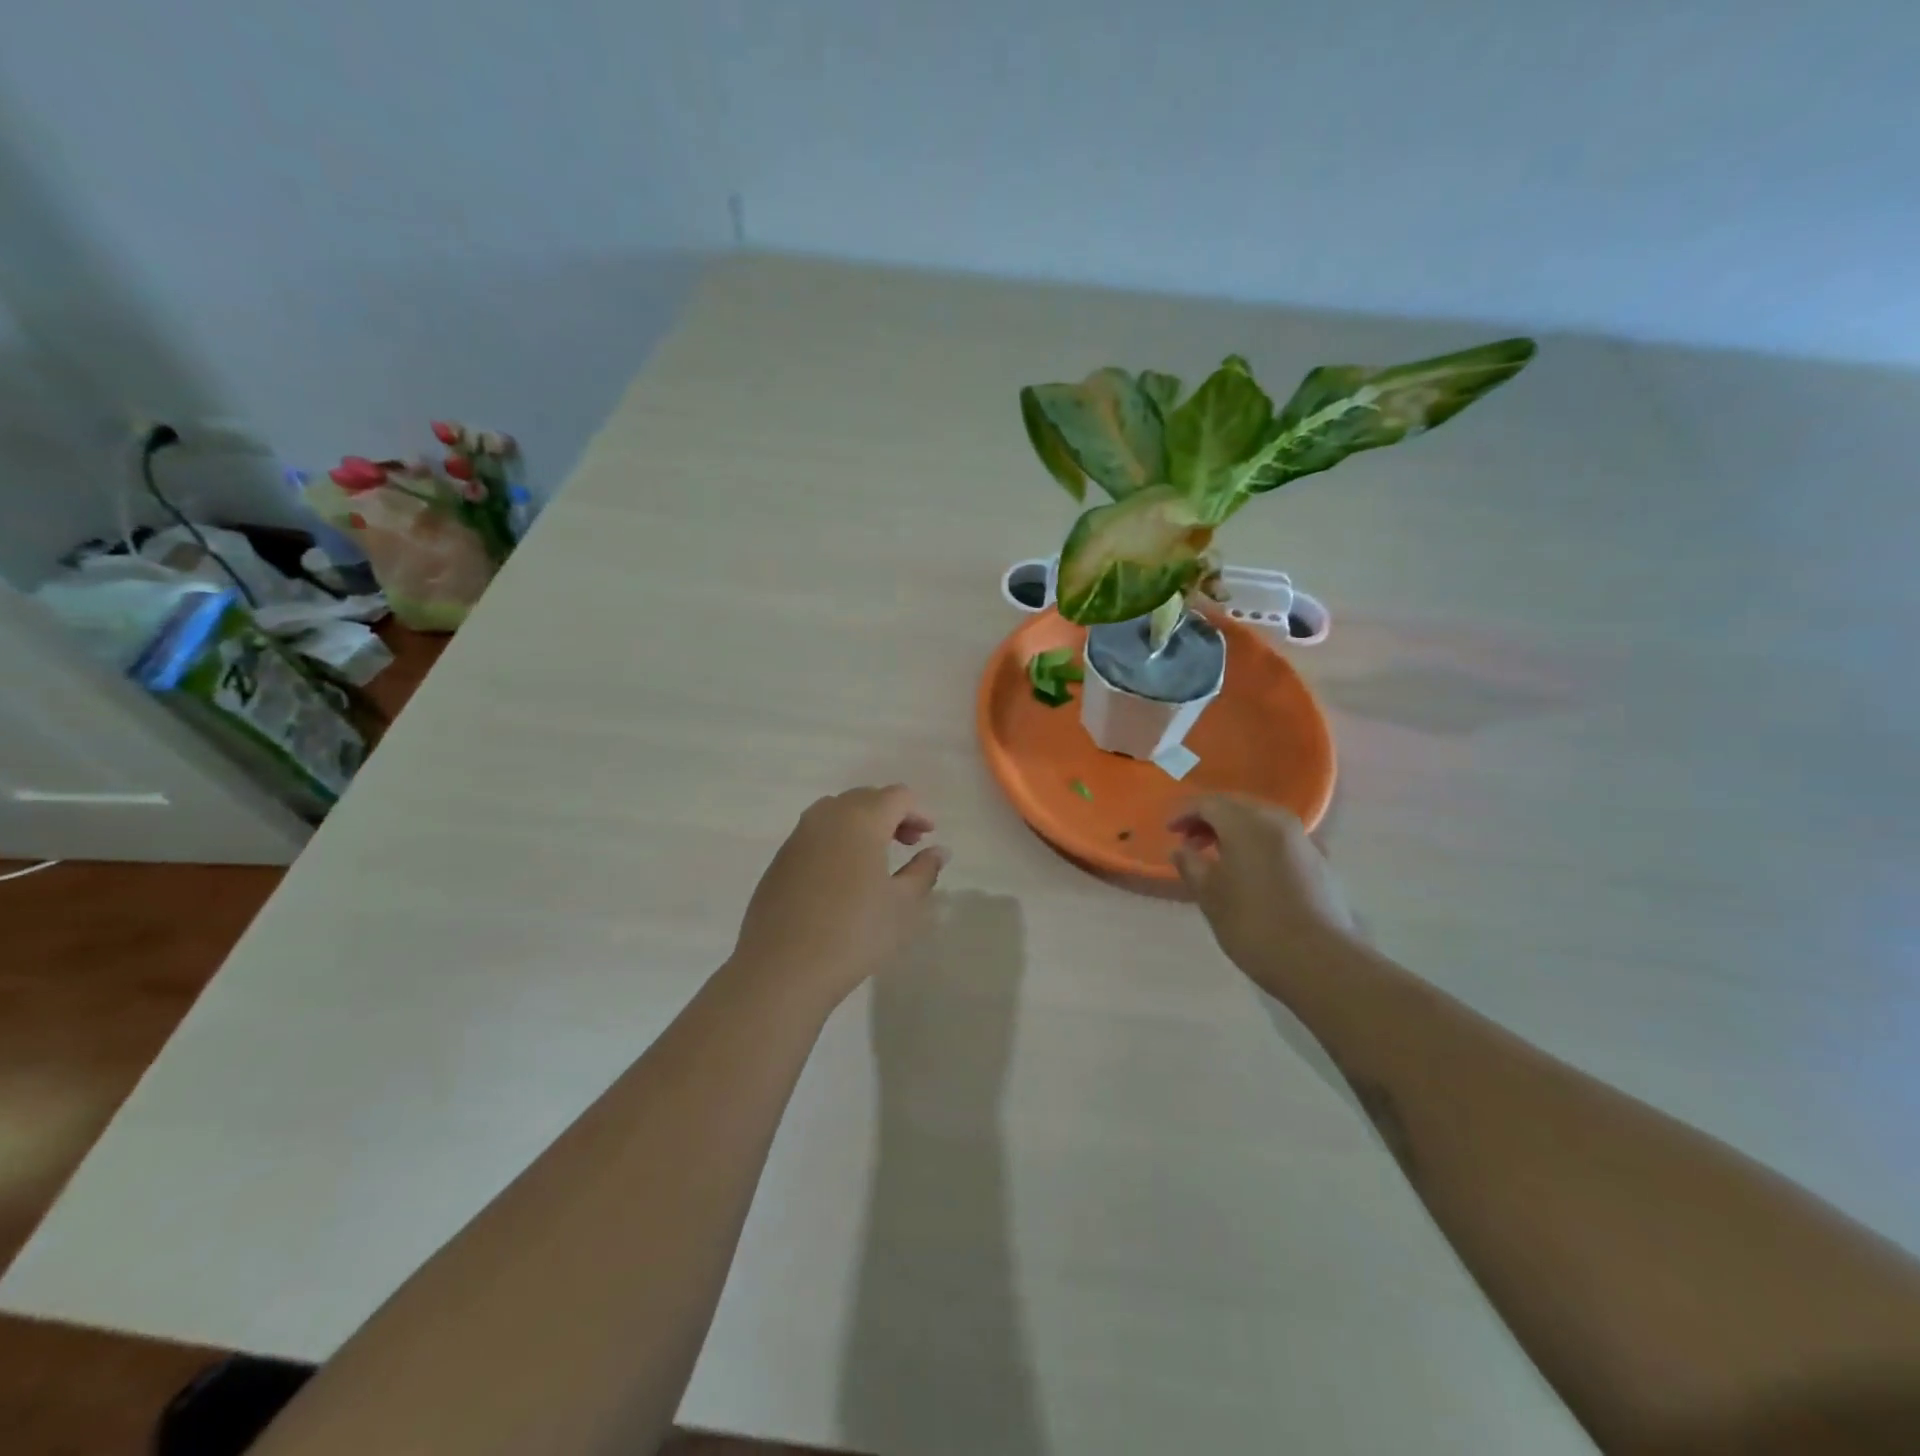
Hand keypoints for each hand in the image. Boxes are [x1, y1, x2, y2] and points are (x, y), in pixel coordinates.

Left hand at [731, 785, 948, 1005]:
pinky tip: (843, 877)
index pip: (897, 796)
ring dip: (862, 824)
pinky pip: (815, 834)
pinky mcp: (780, 859)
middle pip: (866, 798)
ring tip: (876, 858)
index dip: (919, 811)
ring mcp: (798, 836)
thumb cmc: (854, 933)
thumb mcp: (903, 904)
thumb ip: (924, 871)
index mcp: (861, 819)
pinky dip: (837, 840)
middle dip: (891, 814)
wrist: (782, 969)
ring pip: (837, 812)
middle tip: (908, 844)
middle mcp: (826, 816)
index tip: (929, 836)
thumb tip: (938, 851)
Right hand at [1170, 795, 1358, 992]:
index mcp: (1247, 824)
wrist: (1318, 961)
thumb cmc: (1252, 924)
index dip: (1185, 812)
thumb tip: (1182, 850)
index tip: (1169, 831)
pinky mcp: (1320, 863)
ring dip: (1236, 830)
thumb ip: (1191, 865)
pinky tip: (1252, 870)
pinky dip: (1259, 844)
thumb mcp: (1209, 895)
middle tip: (1190, 840)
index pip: (1209, 803)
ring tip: (1218, 856)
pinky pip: (1281, 840)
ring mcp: (1304, 841)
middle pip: (1238, 806)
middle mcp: (1278, 822)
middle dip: (1210, 818)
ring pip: (1262, 821)